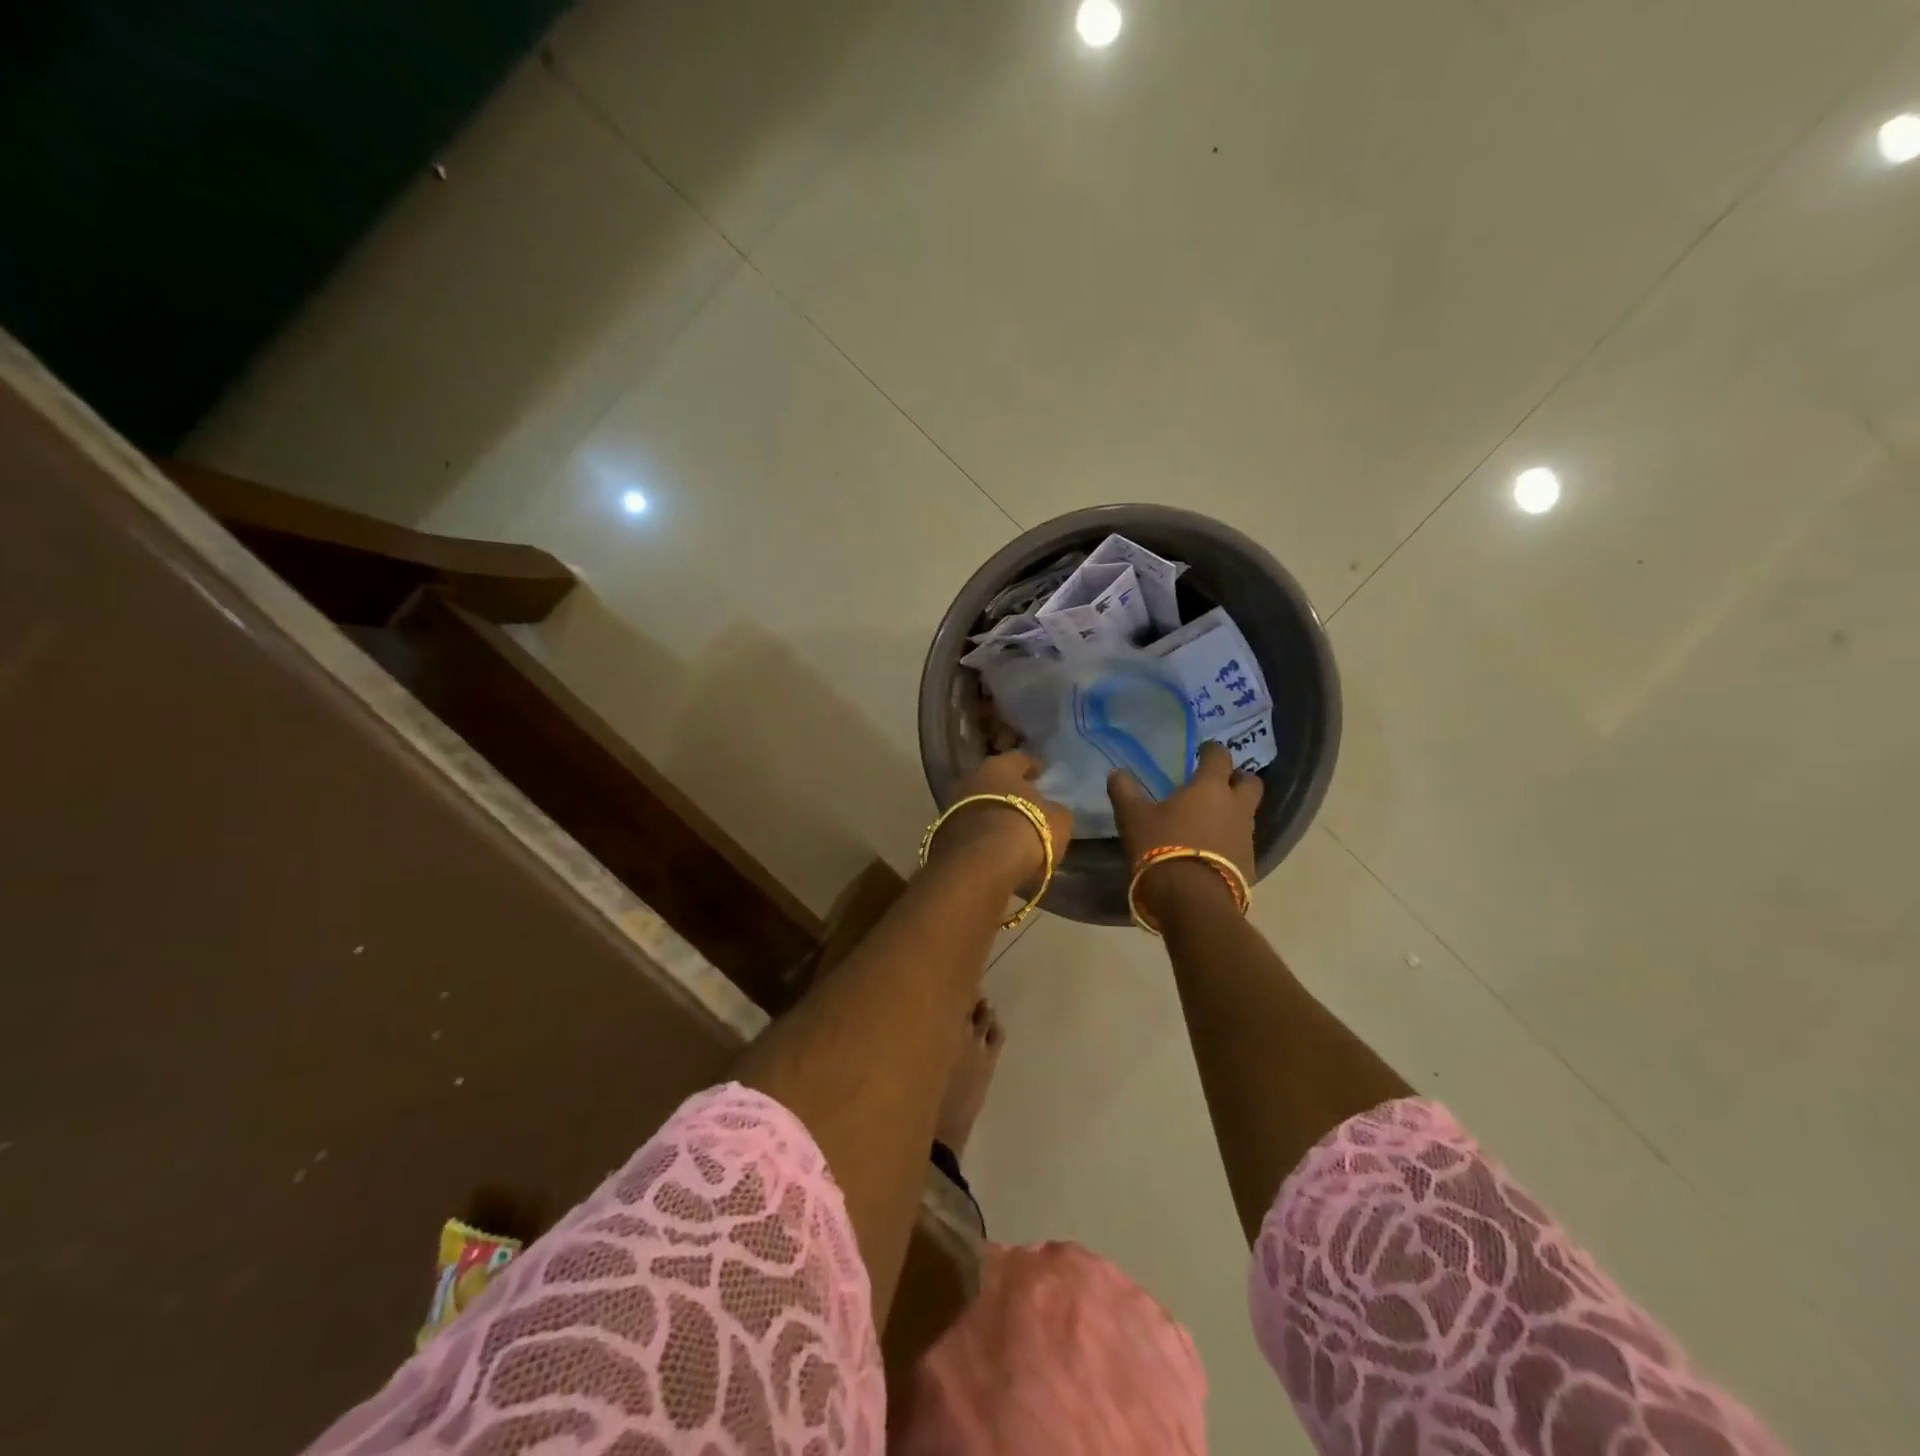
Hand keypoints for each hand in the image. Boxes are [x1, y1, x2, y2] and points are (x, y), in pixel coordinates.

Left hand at [932, 751, 1073, 893]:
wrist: (979, 867)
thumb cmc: (1026, 831)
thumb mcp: (1058, 821)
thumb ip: (1055, 810)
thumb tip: (1050, 810)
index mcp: (999, 766)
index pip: (1019, 758)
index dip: (1032, 765)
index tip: (1042, 771)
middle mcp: (970, 779)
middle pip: (991, 780)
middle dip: (1005, 789)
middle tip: (1022, 799)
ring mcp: (950, 806)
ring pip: (976, 805)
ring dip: (990, 813)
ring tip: (1007, 827)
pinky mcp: (940, 835)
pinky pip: (967, 830)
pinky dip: (979, 836)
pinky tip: (992, 848)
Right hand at [1108, 742, 1261, 917]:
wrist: (1192, 900)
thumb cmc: (1162, 848)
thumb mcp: (1134, 818)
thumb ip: (1125, 792)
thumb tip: (1115, 772)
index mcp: (1210, 788)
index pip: (1220, 756)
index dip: (1211, 751)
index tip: (1201, 752)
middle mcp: (1236, 807)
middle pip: (1250, 783)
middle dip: (1237, 779)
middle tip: (1218, 784)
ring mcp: (1247, 836)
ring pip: (1248, 814)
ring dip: (1234, 812)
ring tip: (1210, 820)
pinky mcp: (1250, 864)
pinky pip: (1243, 842)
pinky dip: (1231, 840)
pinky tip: (1212, 850)